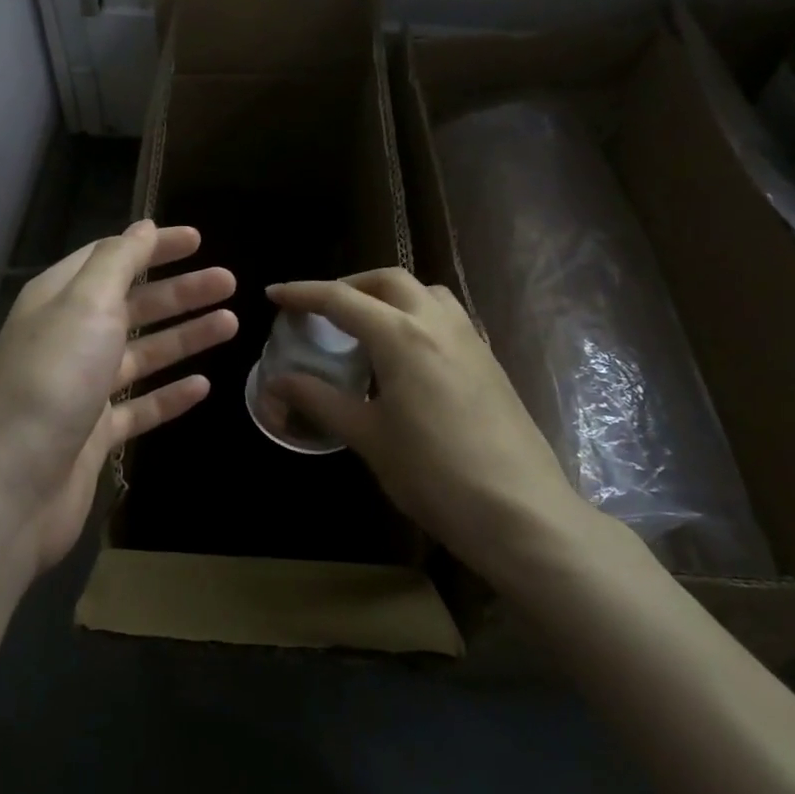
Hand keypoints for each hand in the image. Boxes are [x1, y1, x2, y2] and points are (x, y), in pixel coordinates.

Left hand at [0, 221, 236, 579]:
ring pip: (142, 354)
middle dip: (180, 291)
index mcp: (59, 300)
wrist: (9, 488)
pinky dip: (170, 395)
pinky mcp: (94, 435)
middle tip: (229, 282)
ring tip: (231, 324)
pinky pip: (140, 407)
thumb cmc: (51, 380)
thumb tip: (141, 226)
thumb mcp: (84, 305)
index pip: (111, 258)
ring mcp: (81, 389)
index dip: (153, 246)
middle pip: (133, 305)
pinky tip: (204, 386)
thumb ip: (117, 262)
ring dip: (184, 337)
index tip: (198, 239)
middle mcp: (69, 338)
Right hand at [265, 270, 595, 578]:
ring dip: (388, 294)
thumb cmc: (434, 474)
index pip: (341, 299)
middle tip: (321, 309)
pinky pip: (446, 315)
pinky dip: (416, 314)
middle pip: (387, 280)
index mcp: (401, 336)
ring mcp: (469, 339)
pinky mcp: (489, 360)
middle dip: (349, 284)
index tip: (273, 294)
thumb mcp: (368, 437)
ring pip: (424, 291)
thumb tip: (276, 382)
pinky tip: (406, 352)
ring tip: (365, 323)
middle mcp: (437, 323)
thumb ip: (319, 400)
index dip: (302, 294)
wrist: (521, 513)